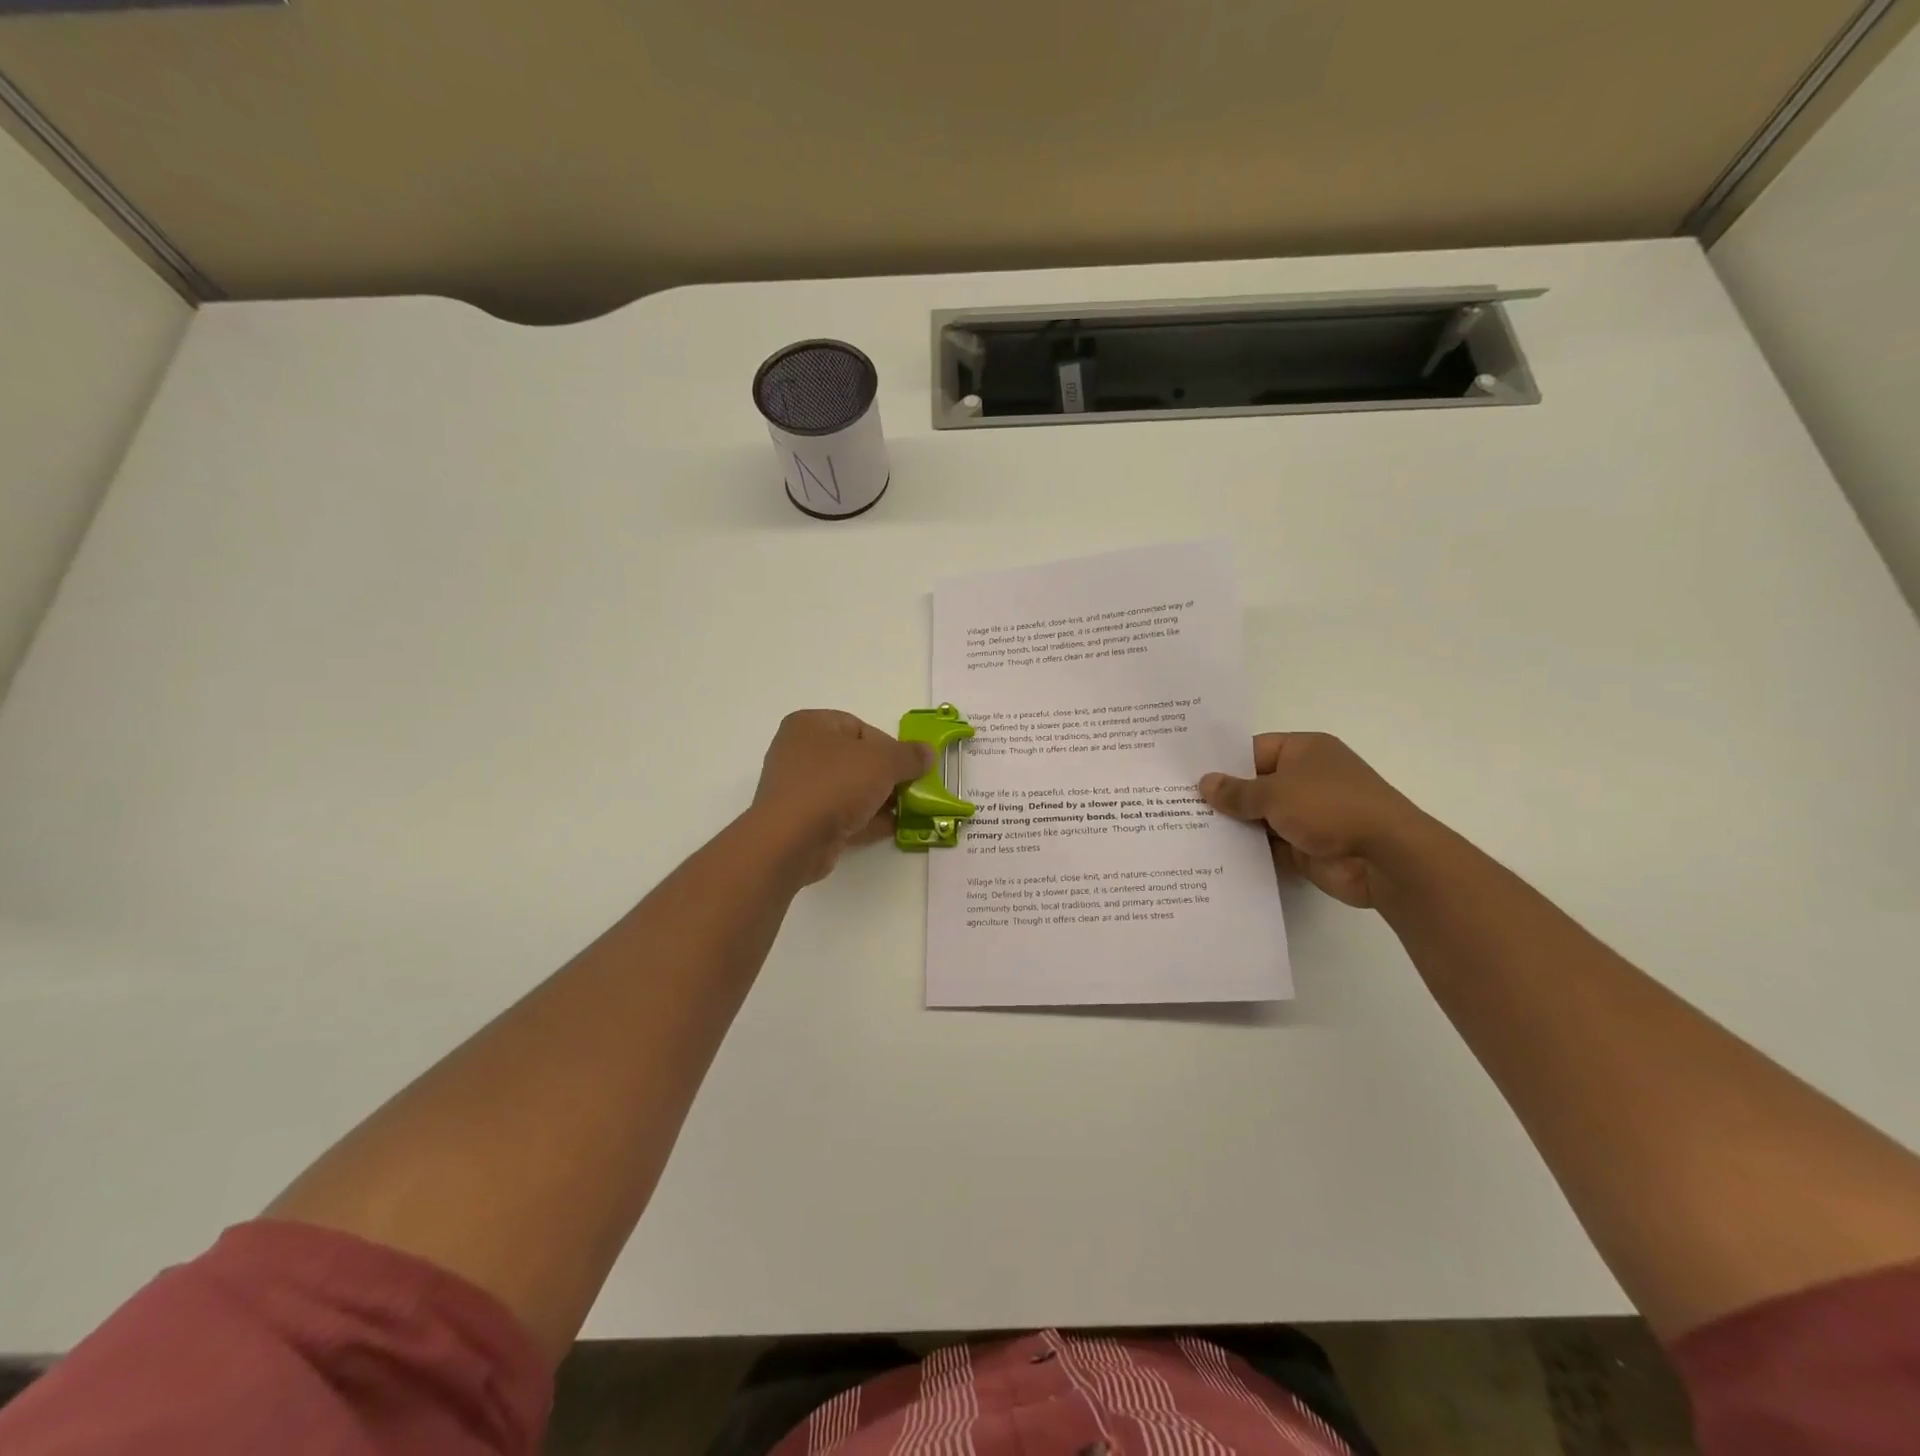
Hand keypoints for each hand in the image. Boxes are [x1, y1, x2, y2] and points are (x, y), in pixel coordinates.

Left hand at [751, 710, 932, 883]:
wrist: (792, 840)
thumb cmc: (834, 784)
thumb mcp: (882, 762)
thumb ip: (909, 755)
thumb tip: (928, 752)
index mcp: (810, 725)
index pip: (859, 727)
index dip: (888, 745)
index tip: (908, 765)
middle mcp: (799, 752)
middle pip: (855, 759)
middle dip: (886, 775)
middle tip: (910, 789)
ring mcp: (799, 789)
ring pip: (849, 789)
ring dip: (878, 800)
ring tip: (908, 811)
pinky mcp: (802, 822)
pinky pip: (841, 815)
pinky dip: (865, 820)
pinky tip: (892, 828)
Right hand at [1199, 733, 1423, 908]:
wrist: (1386, 858)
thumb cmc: (1330, 807)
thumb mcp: (1275, 793)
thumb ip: (1237, 791)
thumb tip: (1205, 783)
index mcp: (1304, 751)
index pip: (1252, 750)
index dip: (1221, 762)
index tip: (1185, 774)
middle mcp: (1306, 779)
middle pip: (1254, 785)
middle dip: (1222, 797)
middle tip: (1175, 804)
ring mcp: (1308, 815)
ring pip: (1259, 818)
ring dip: (1233, 826)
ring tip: (1185, 831)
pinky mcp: (1307, 847)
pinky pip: (1269, 846)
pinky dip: (1248, 851)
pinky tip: (1212, 855)